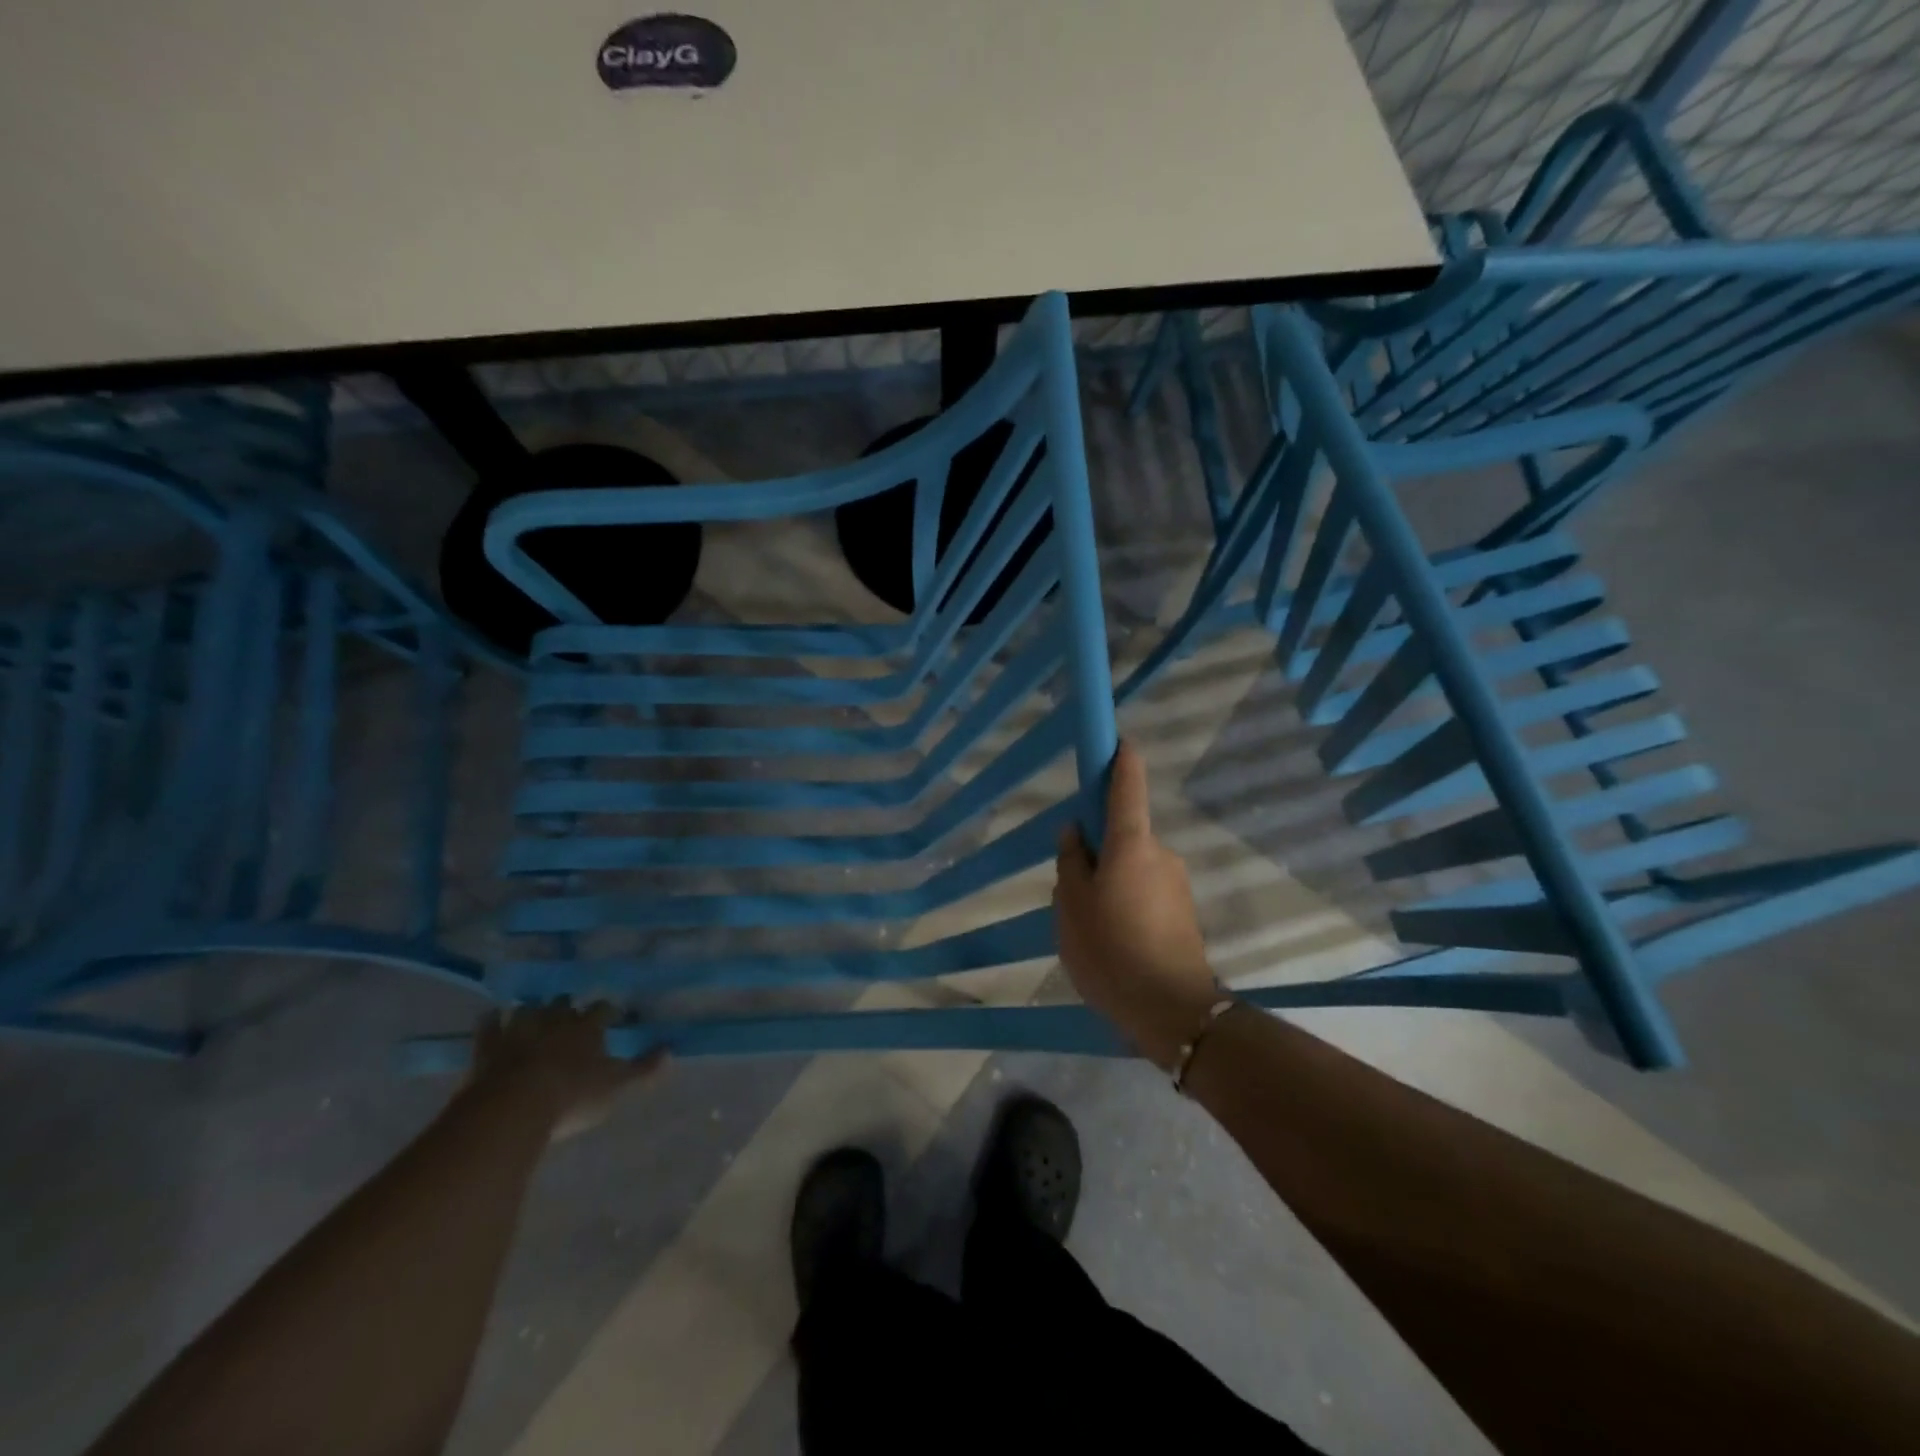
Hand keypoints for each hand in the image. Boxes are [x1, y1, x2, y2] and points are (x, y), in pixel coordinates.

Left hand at [470, 1002, 665, 1140]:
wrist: (512, 1108)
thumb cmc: (572, 1096)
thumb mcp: (616, 1087)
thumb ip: (643, 1069)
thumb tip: (672, 1050)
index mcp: (587, 1028)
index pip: (602, 1010)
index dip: (608, 1011)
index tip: (612, 1015)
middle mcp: (554, 1021)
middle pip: (562, 1004)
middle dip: (566, 1007)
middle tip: (569, 1013)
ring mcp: (518, 1031)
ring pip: (527, 1009)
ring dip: (531, 1010)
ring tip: (533, 1012)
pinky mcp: (486, 1048)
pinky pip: (488, 1025)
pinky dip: (491, 1020)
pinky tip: (491, 1017)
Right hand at [1054, 741, 1223, 1068]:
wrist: (1172, 1012)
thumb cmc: (1111, 950)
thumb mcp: (1072, 906)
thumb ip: (1071, 862)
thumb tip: (1076, 832)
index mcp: (1131, 843)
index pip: (1128, 784)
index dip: (1120, 757)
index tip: (1114, 740)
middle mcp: (1161, 853)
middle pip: (1124, 833)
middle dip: (1099, 849)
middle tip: (1074, 889)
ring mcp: (1177, 882)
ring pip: (1133, 866)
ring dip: (1112, 881)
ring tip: (1092, 926)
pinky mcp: (1184, 911)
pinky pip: (1146, 891)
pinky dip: (1128, 902)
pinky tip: (1116, 941)